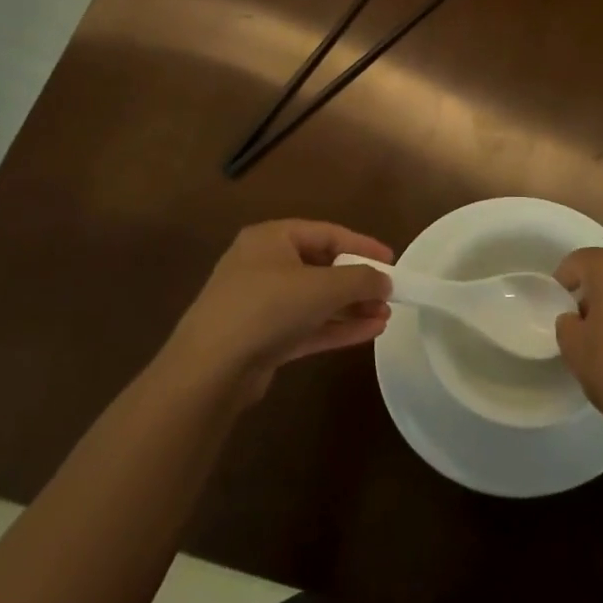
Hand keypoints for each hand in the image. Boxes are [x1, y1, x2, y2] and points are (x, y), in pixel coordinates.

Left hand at [167, 220, 393, 402]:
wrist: (210, 370)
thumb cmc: (267, 309)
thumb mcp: (322, 287)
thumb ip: (360, 280)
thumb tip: (385, 281)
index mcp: (271, 239)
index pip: (326, 233)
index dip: (362, 245)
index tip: (391, 260)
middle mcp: (264, 265)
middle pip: (321, 267)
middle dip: (357, 283)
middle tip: (389, 295)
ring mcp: (260, 303)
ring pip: (315, 300)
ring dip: (351, 308)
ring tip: (385, 317)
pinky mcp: (262, 338)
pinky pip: (307, 326)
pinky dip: (336, 328)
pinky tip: (369, 333)